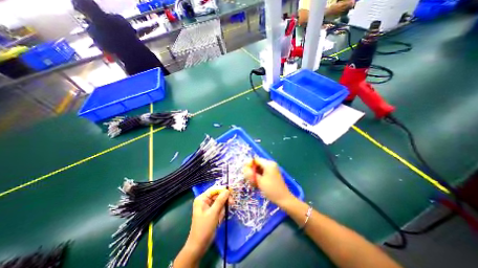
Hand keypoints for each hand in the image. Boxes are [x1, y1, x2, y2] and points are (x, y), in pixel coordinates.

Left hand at [187, 185, 231, 256]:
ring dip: (222, 209)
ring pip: (220, 202)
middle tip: (232, 203)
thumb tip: (227, 190)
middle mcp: (205, 200)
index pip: (214, 189)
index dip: (223, 190)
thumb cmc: (204, 228)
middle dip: (224, 200)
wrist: (199, 246)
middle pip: (218, 195)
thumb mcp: (213, 213)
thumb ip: (221, 200)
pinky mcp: (211, 212)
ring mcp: (208, 207)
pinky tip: (219, 220)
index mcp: (202, 198)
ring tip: (220, 218)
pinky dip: (221, 213)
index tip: (232, 192)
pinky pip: (219, 208)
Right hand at [243, 157, 295, 207]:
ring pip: (259, 168)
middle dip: (252, 170)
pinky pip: (263, 171)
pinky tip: (258, 182)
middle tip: (249, 179)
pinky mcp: (272, 172)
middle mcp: (271, 164)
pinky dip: (259, 175)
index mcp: (268, 164)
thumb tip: (244, 168)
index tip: (245, 172)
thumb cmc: (271, 189)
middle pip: (257, 163)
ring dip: (255, 174)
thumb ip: (251, 173)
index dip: (249, 164)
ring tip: (253, 182)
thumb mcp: (259, 181)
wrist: (283, 198)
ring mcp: (272, 168)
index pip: (255, 160)